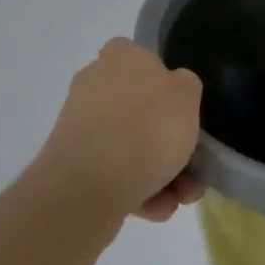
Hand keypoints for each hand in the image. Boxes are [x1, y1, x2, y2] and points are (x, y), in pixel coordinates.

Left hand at [37, 39, 204, 223]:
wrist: (87, 186)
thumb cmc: (146, 128)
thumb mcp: (188, 95)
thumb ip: (186, 86)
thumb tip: (172, 93)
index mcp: (121, 55)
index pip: (149, 62)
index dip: (172, 90)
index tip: (187, 117)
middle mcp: (95, 82)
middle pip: (144, 111)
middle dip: (170, 145)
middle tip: (192, 171)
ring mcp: (80, 124)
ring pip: (131, 146)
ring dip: (160, 173)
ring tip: (178, 199)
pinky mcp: (72, 162)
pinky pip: (113, 172)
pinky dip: (136, 189)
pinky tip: (155, 209)